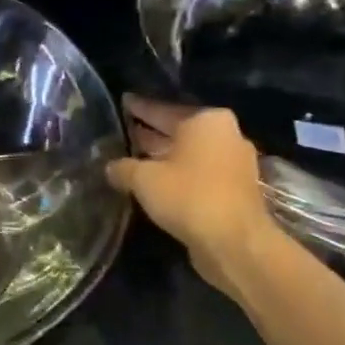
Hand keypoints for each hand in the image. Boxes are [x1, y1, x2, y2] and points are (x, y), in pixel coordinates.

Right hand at [106, 95, 280, 296]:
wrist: (234, 242)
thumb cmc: (188, 196)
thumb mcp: (143, 179)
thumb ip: (123, 167)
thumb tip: (109, 167)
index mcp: (207, 120)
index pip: (163, 109)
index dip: (140, 108)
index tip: (124, 103)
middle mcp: (225, 134)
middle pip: (180, 130)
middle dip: (153, 132)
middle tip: (125, 129)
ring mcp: (234, 163)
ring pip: (190, 153)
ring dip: (164, 156)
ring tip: (134, 156)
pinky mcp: (235, 190)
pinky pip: (199, 173)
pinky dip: (179, 174)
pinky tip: (155, 182)